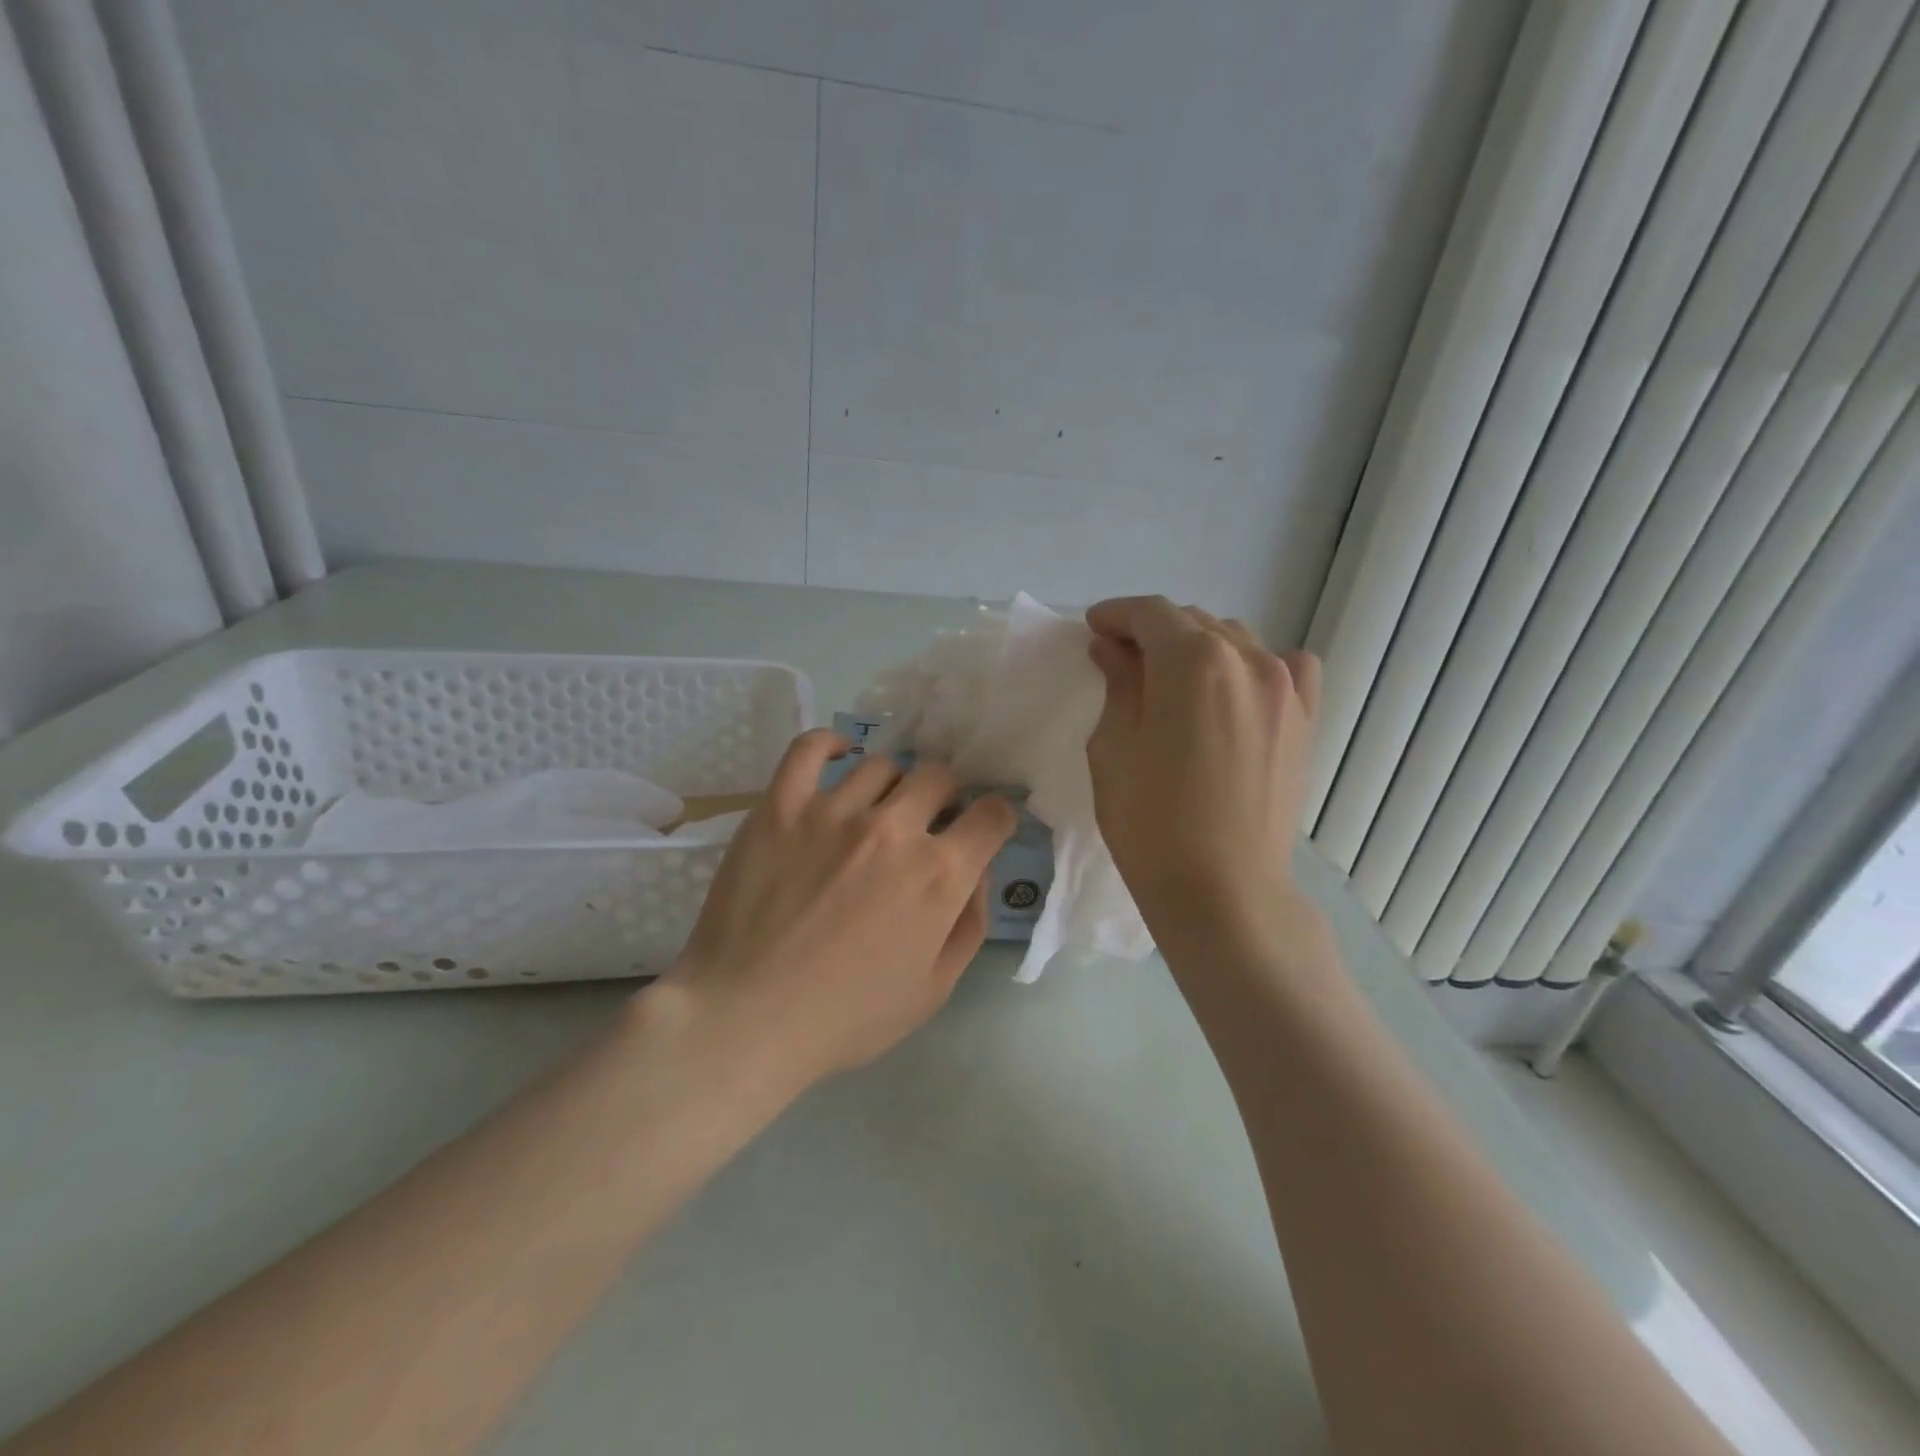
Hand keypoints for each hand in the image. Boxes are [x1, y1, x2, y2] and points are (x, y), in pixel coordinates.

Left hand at [664, 729, 1016, 1088]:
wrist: (746, 1018)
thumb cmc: (846, 1016)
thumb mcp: (933, 989)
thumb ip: (970, 924)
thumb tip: (978, 871)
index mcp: (939, 874)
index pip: (992, 814)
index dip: (995, 818)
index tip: (982, 829)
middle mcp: (894, 828)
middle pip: (938, 776)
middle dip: (945, 796)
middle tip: (926, 822)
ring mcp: (833, 810)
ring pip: (882, 765)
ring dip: (892, 785)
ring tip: (876, 810)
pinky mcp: (781, 805)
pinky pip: (809, 749)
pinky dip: (830, 744)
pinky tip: (839, 756)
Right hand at [1083, 596, 1319, 941]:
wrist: (1222, 891)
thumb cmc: (1151, 824)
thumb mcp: (1114, 748)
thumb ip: (1118, 685)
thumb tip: (1113, 649)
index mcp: (1192, 662)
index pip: (1150, 614)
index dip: (1116, 615)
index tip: (1094, 629)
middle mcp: (1247, 659)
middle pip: (1193, 622)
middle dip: (1152, 632)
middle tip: (1120, 660)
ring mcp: (1286, 688)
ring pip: (1234, 640)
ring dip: (1197, 647)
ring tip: (1171, 679)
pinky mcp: (1305, 719)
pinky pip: (1285, 667)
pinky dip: (1254, 665)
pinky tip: (1235, 690)